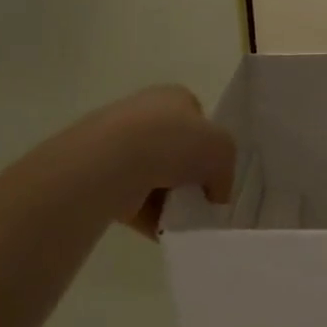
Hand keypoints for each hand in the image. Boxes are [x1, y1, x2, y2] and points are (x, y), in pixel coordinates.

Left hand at [88, 85, 236, 235]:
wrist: (114, 162)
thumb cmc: (175, 143)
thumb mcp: (224, 150)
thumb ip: (225, 172)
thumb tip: (215, 194)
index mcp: (174, 97)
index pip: (198, 119)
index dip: (210, 146)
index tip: (216, 172)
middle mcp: (144, 114)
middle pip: (175, 150)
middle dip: (188, 176)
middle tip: (201, 199)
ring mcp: (118, 144)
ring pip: (154, 177)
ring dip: (169, 199)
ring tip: (182, 217)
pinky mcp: (101, 174)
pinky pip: (134, 199)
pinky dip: (149, 216)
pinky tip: (163, 228)